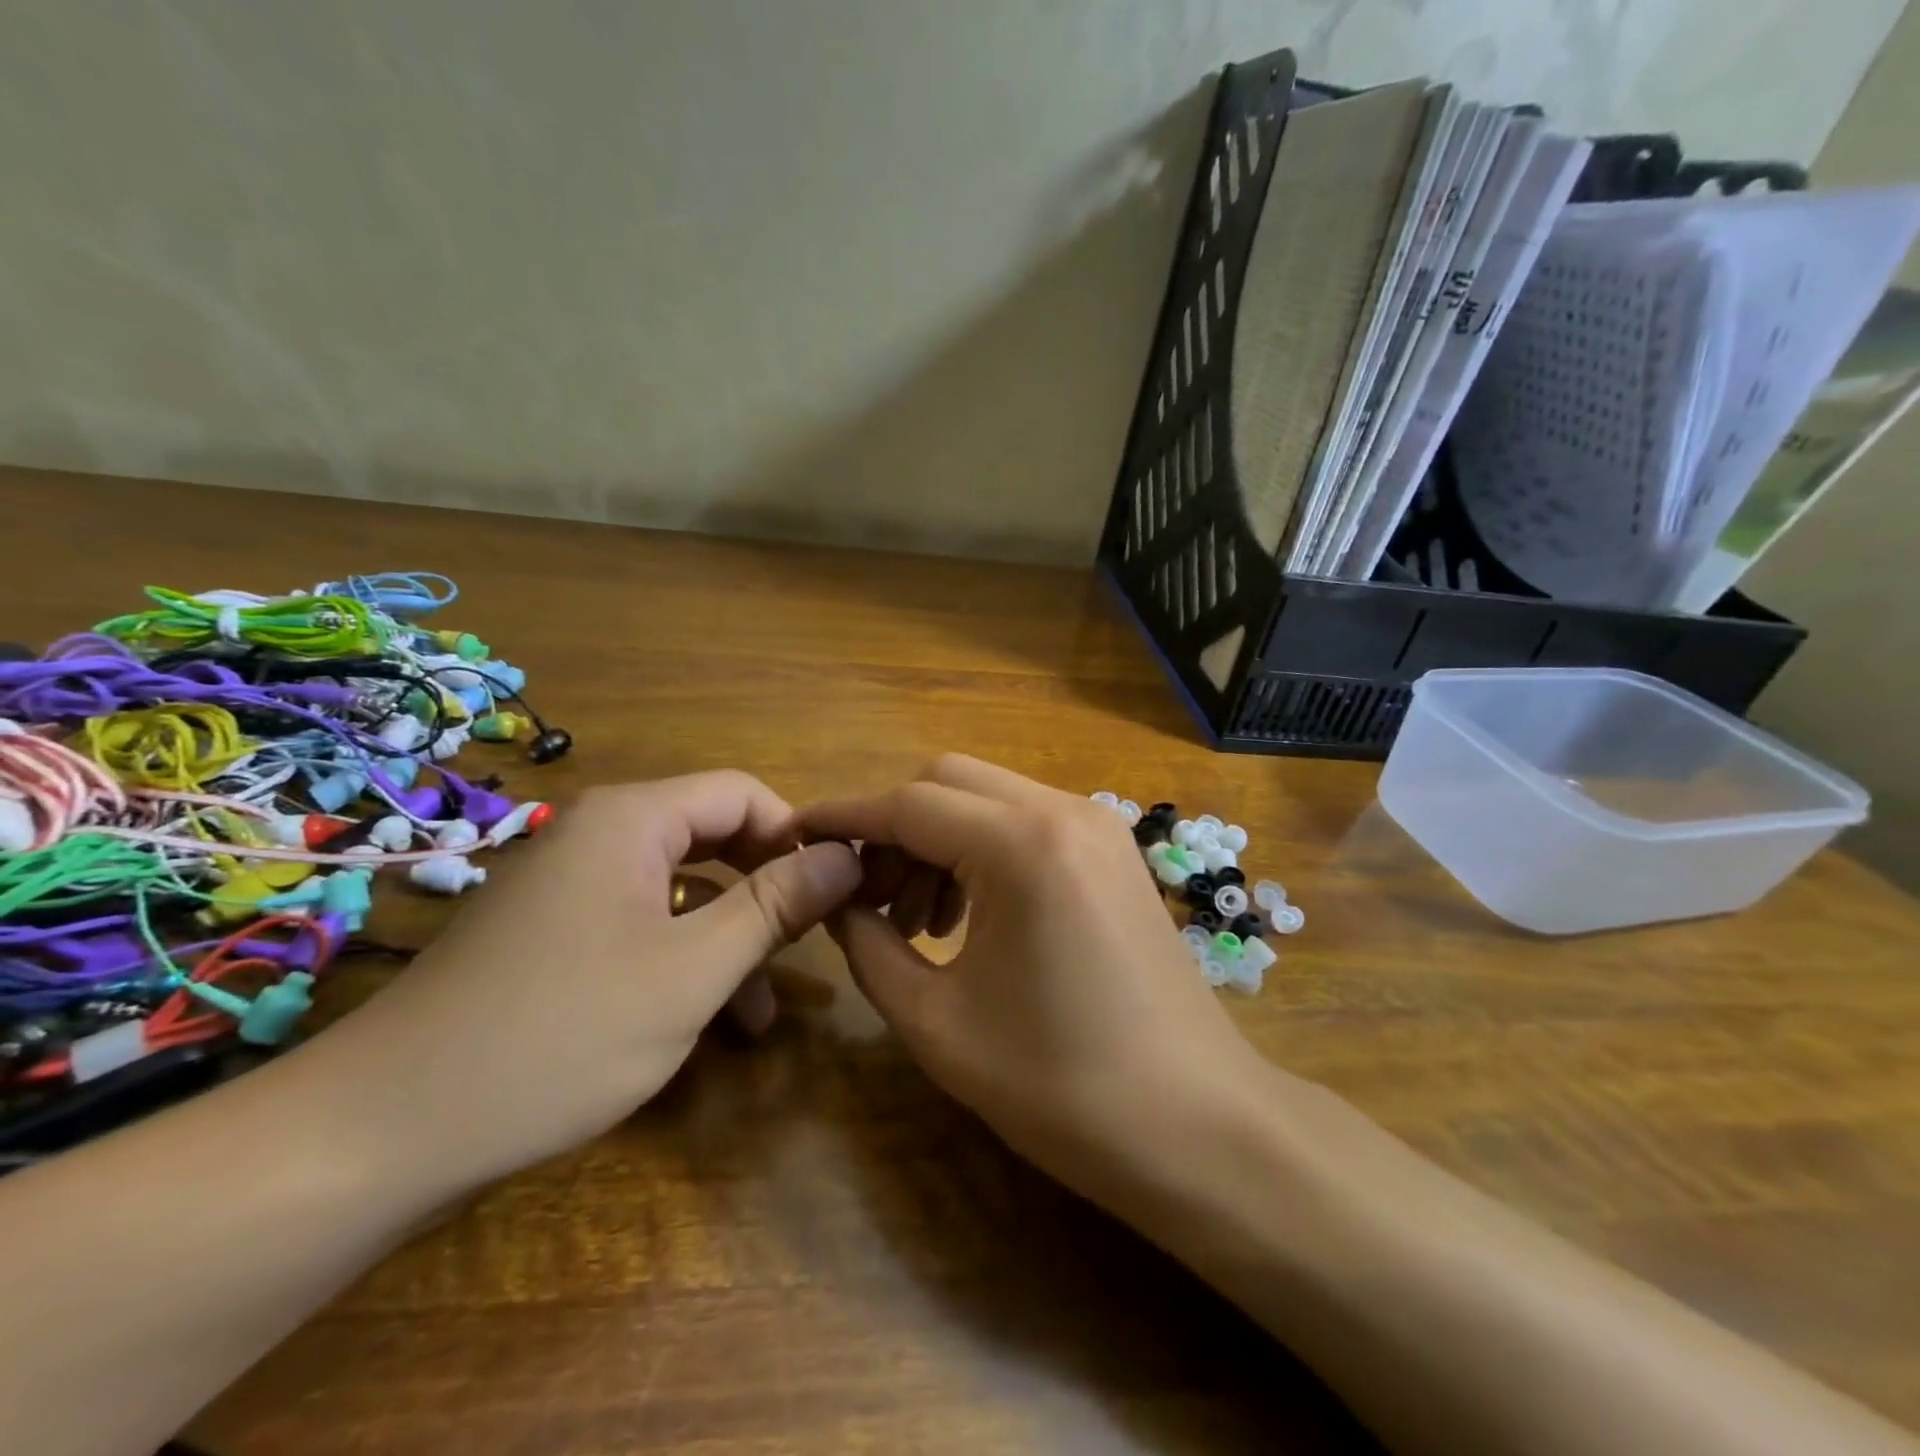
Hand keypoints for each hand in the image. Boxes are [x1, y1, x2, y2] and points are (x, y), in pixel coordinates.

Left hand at [306, 773, 861, 1188]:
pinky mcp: (551, 935)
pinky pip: (640, 925)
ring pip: (680, 890)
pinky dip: (682, 960)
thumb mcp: (693, 971)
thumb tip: (849, 854)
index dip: (797, 835)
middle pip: (714, 837)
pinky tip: (705, 1021)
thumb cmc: (560, 1034)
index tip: (835, 892)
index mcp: (632, 820)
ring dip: (729, 939)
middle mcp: (600, 836)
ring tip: (762, 1012)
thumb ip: (777, 905)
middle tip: (808, 945)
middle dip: (767, 891)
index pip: (743, 792)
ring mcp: (570, 887)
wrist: (381, 1134)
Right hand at [802, 755, 1265, 1203]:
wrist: (1201, 1127)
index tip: (794, 836)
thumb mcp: (938, 1024)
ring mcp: (1098, 826)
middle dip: (892, 827)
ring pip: (988, 798)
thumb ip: (869, 947)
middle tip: (866, 898)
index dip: (843, 817)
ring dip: (937, 839)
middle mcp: (1064, 811)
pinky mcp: (1113, 851)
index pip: (907, 804)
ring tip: (917, 922)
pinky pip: (1027, 822)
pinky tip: (969, 916)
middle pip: (947, 781)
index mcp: (1021, 845)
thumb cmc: (1064, 1088)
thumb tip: (837, 901)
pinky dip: (982, 850)